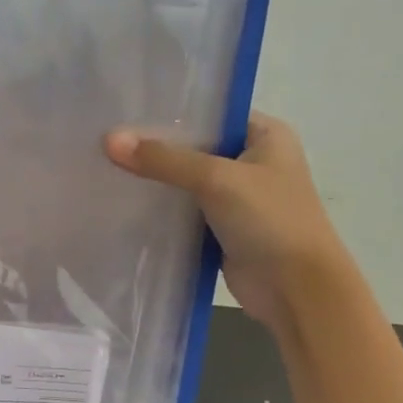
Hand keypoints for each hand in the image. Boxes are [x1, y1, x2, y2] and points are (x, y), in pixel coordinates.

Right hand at [103, 112, 339, 327]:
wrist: (295, 289)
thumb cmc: (270, 220)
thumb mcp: (216, 179)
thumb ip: (164, 160)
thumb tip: (109, 140)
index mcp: (265, 135)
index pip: (211, 113)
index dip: (170, 113)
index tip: (126, 113)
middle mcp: (252, 162)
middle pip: (195, 148)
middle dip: (156, 149)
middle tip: (107, 143)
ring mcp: (237, 199)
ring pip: (187, 184)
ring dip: (156, 183)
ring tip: (107, 170)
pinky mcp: (222, 231)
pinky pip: (185, 214)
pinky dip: (162, 213)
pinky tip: (125, 206)